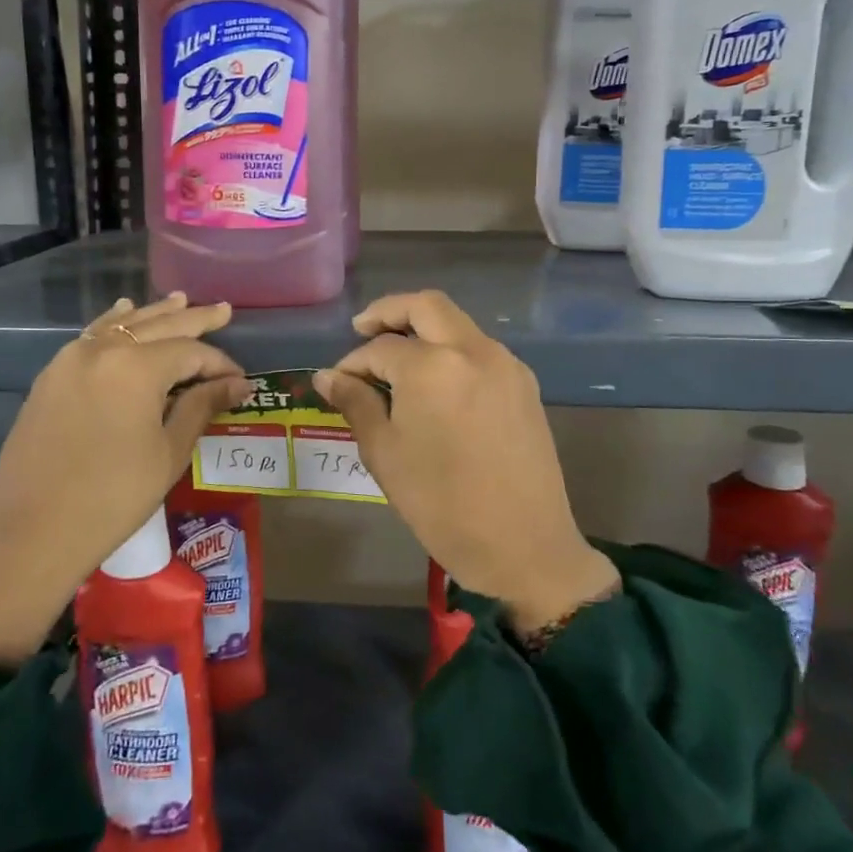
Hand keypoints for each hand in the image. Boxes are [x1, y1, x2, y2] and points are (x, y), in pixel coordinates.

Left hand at [0, 293, 249, 665]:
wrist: (31, 533)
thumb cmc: (113, 497)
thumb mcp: (168, 452)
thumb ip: (201, 406)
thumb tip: (237, 383)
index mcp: (136, 366)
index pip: (190, 351)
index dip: (219, 363)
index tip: (240, 380)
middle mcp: (102, 349)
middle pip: (157, 325)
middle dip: (194, 319)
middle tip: (224, 309)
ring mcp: (70, 359)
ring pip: (121, 324)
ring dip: (154, 314)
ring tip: (181, 300)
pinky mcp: (50, 377)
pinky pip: (91, 337)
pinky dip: (114, 323)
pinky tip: (123, 312)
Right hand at [313, 291, 616, 634]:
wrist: (524, 546)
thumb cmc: (441, 504)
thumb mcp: (385, 454)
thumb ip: (356, 404)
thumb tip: (327, 376)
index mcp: (432, 366)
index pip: (380, 348)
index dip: (352, 363)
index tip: (337, 383)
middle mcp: (472, 350)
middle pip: (426, 306)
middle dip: (389, 311)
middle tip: (362, 330)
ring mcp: (505, 364)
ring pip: (457, 323)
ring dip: (424, 328)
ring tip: (397, 359)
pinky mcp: (525, 384)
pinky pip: (480, 348)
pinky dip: (451, 349)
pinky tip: (436, 381)